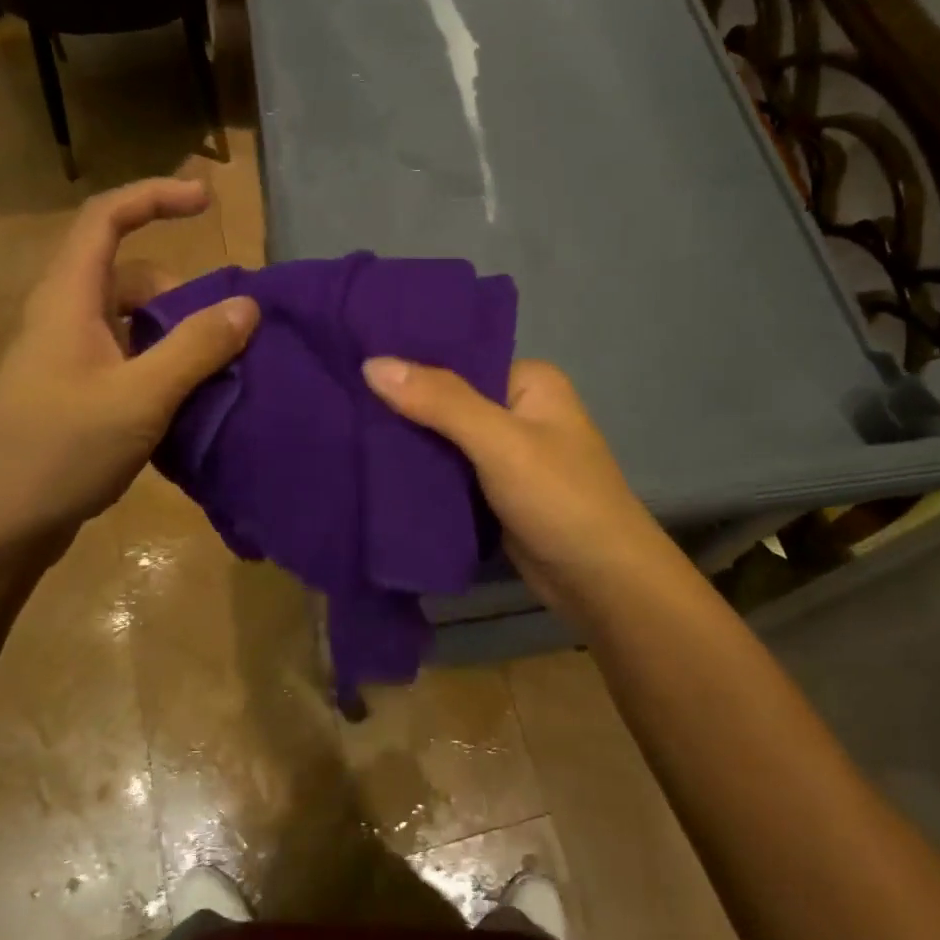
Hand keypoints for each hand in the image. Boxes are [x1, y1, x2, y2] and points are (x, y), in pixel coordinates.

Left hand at [0, 178, 257, 559]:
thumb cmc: (62, 450)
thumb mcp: (140, 397)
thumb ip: (195, 348)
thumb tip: (247, 307)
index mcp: (69, 300)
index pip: (105, 219)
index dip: (155, 197)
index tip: (207, 200)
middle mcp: (64, 319)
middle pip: (129, 276)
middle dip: (183, 292)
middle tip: (227, 330)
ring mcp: (68, 360)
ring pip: (132, 325)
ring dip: (177, 337)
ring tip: (217, 373)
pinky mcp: (75, 396)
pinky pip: (128, 362)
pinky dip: (163, 369)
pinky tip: (189, 405)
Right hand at [361, 356, 678, 618]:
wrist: (601, 581)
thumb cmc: (560, 499)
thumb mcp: (500, 442)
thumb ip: (440, 401)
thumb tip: (372, 362)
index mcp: (528, 382)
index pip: (457, 359)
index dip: (408, 364)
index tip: (352, 365)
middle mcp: (518, 411)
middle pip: (447, 401)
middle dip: (401, 408)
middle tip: (339, 404)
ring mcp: (506, 455)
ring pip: (444, 441)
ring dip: (406, 445)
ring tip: (343, 433)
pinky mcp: (494, 493)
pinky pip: (449, 474)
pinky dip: (420, 475)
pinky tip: (374, 471)